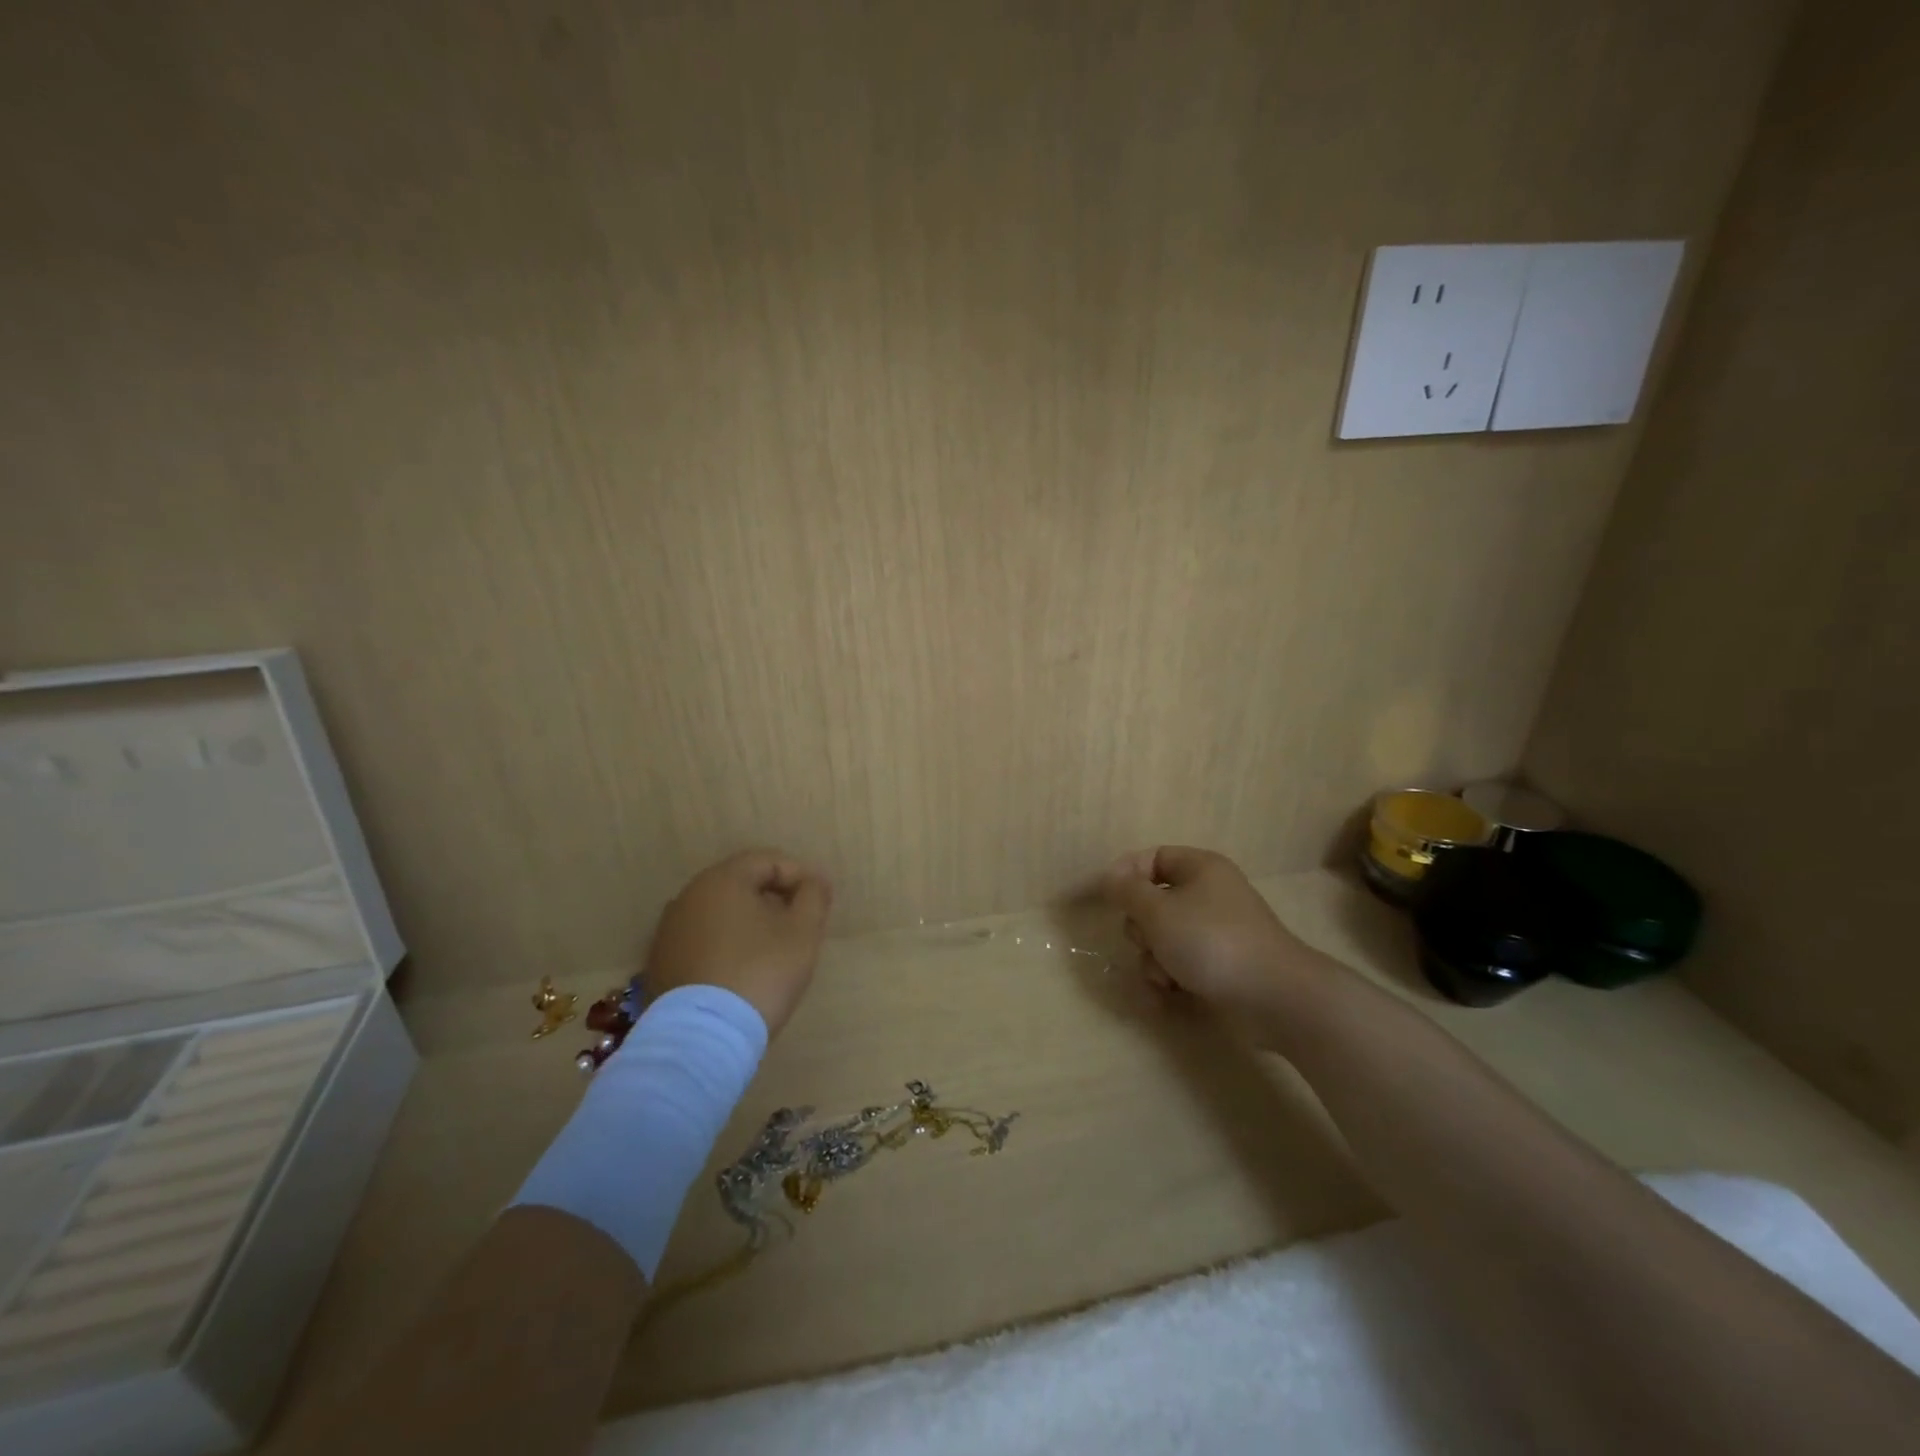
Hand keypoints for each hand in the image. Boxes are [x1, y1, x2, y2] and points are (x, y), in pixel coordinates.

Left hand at [643, 849, 832, 1036]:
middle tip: (799, 927)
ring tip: (772, 953)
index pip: (767, 861)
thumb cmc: (761, 973)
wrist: (703, 1039)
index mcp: (722, 880)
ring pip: (720, 914)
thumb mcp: (803, 932)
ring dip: (749, 924)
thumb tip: (813, 880)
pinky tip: (741, 973)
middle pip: (741, 884)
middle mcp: (688, 896)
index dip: (799, 876)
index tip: (819, 904)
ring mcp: (669, 932)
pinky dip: (725, 947)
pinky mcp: (661, 964)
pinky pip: (702, 941)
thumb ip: (814, 896)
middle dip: (774, 899)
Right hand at [1100, 846, 1337, 1020]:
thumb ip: (1127, 891)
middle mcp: (1209, 894)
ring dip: (1153, 960)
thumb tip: (1109, 877)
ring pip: (1163, 937)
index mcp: (1200, 868)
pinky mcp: (1221, 965)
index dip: (1126, 874)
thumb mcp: (1158, 911)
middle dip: (1142, 929)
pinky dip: (1170, 978)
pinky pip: (1181, 963)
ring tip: (1165, 977)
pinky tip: (1168, 996)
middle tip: (1148, 942)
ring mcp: (1216, 931)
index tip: (1106, 898)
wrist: (1274, 997)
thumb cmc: (1211, 941)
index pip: (1152, 857)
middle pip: (1153, 902)